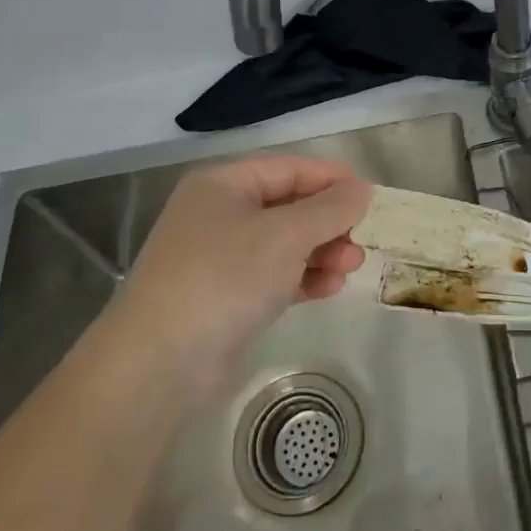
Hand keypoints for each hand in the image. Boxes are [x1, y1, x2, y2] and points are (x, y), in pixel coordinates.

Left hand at [110, 156, 371, 393]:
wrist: (161, 362)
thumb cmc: (225, 277)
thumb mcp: (286, 235)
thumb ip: (330, 209)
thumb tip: (361, 189)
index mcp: (223, 185)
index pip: (288, 169)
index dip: (330, 178)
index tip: (369, 196)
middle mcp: (219, 215)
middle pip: (287, 207)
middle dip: (328, 222)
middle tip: (361, 242)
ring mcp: (219, 258)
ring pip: (283, 244)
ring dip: (320, 252)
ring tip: (351, 268)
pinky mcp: (225, 297)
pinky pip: (273, 276)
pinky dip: (302, 278)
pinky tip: (329, 289)